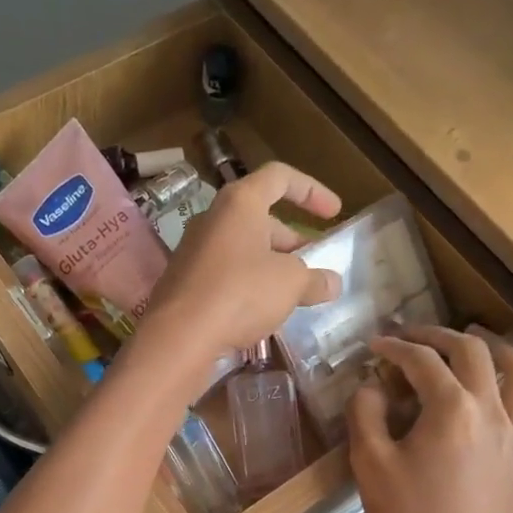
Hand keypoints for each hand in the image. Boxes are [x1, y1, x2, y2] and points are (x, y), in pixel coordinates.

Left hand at [143, 162, 342, 360]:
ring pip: (242, 247)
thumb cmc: (241, 293)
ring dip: (271, 263)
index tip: (334, 212)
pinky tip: (262, 310)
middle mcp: (213, 218)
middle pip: (260, 217)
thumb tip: (332, 283)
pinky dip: (248, 283)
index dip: (311, 190)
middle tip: (313, 262)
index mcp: (240, 203)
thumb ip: (315, 279)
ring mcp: (194, 250)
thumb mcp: (291, 284)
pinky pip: (225, 272)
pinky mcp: (185, 281)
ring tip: (293, 290)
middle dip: (291, 238)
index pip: (280, 177)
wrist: (179, 336)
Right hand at [347, 326, 512, 512]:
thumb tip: (373, 385)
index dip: (395, 346)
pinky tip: (501, 391)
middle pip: (472, 352)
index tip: (375, 345)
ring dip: (494, 349)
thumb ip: (366, 414)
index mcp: (452, 408)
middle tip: (413, 337)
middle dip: (438, 336)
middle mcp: (493, 409)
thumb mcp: (371, 466)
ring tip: (473, 344)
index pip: (422, 360)